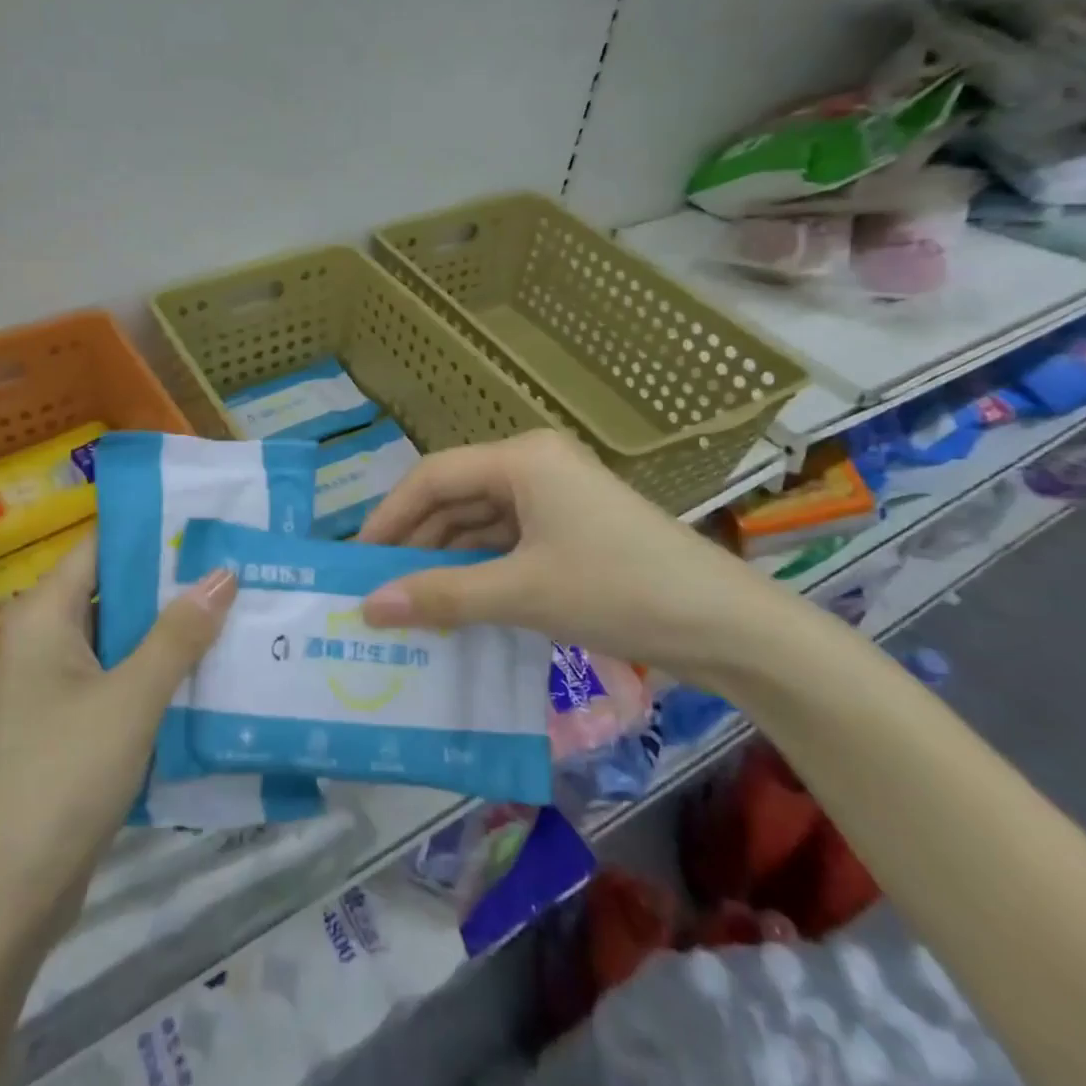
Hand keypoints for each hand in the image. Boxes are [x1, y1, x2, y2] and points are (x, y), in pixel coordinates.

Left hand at [0, 535, 236, 925]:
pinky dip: (161, 675)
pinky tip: (212, 675)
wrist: (4, 899)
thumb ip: (179, 634)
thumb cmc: (62, 775)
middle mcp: (46, 641)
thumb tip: (223, 573)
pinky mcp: (71, 728)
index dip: (154, 531)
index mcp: (45, 615)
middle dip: (175, 584)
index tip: (212, 522)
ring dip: (174, 632)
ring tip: (240, 612)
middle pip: (116, 591)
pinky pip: (122, 682)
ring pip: (123, 641)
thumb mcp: (131, 697)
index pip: (102, 546)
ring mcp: (57, 688)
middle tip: (241, 567)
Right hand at [357, 430, 771, 675]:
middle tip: (378, 588)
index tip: (357, 560)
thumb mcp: (521, 593)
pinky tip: (458, 604)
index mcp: (522, 458)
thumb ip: (440, 595)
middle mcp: (534, 466)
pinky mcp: (572, 530)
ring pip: (481, 522)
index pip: (433, 476)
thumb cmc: (619, 589)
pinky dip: (480, 570)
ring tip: (410, 603)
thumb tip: (368, 607)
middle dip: (416, 542)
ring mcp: (556, 498)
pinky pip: (508, 542)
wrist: (728, 626)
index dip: (389, 516)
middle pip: (455, 497)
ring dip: (447, 560)